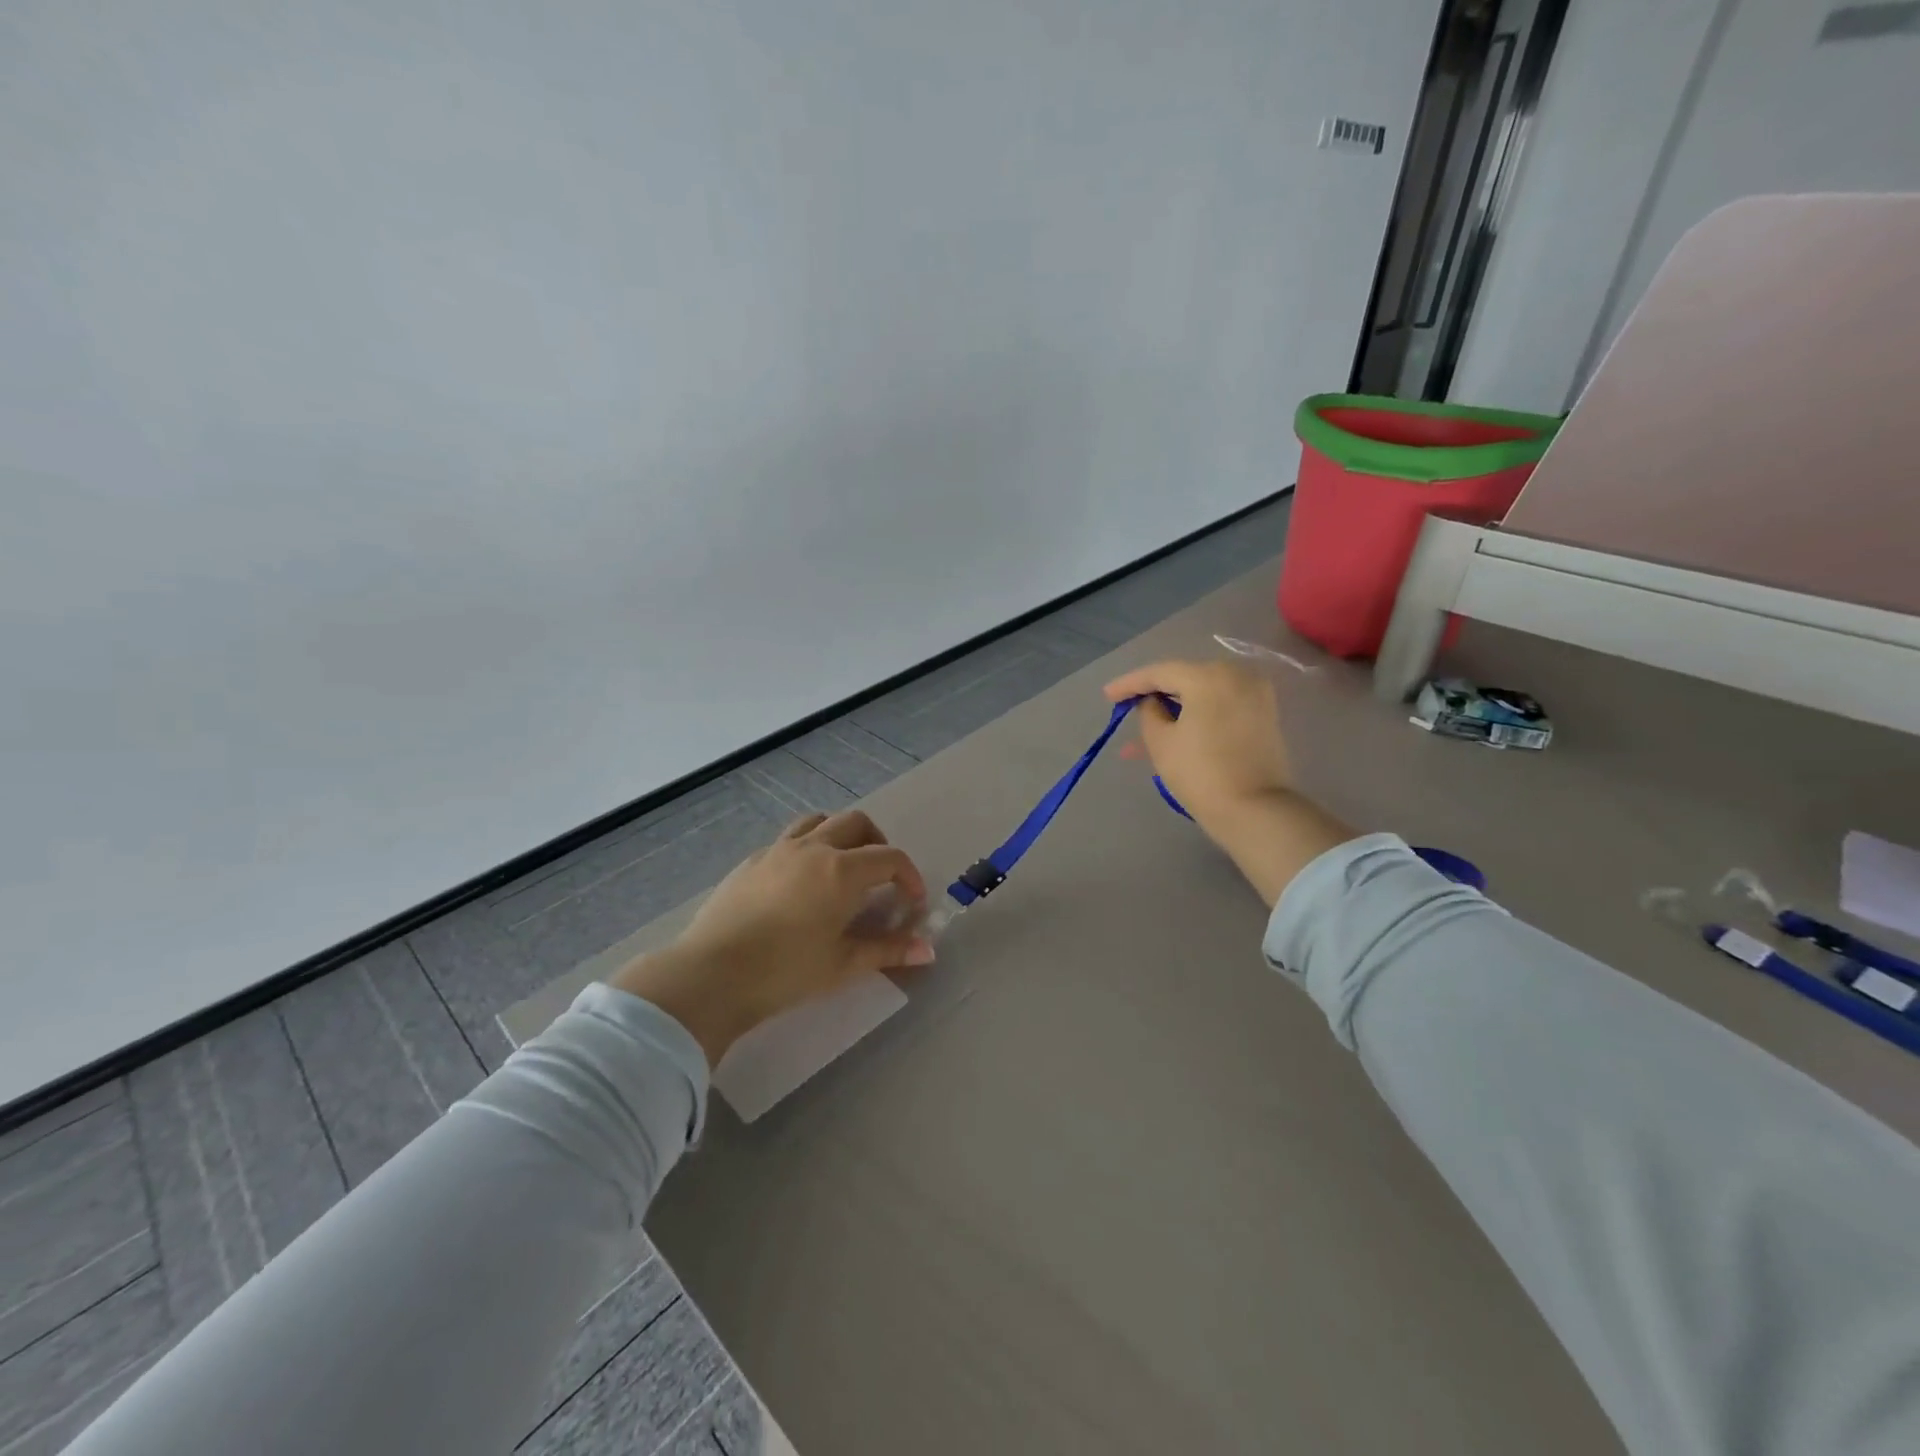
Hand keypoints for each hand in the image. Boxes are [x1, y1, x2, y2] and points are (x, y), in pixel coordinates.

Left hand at [611, 810, 933, 1064]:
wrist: (711, 974)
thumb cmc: (785, 971)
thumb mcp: (843, 964)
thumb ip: (888, 950)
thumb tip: (928, 950)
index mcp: (842, 871)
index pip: (890, 858)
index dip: (910, 876)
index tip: (913, 901)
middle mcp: (813, 849)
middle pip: (856, 823)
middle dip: (878, 842)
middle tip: (881, 876)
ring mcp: (778, 850)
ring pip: (819, 820)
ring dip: (840, 834)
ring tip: (842, 865)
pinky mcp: (751, 861)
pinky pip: (789, 839)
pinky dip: (808, 847)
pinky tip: (800, 882)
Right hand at [1104, 660, 1292, 824]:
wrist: (1255, 810)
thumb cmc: (1200, 774)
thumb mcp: (1161, 742)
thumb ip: (1148, 712)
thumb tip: (1153, 702)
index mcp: (1209, 676)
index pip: (1160, 672)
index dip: (1130, 684)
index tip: (1107, 696)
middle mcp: (1237, 674)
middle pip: (1185, 677)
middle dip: (1155, 694)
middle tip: (1128, 708)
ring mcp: (1256, 693)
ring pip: (1204, 692)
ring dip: (1176, 706)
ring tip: (1149, 727)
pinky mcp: (1265, 713)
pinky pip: (1222, 704)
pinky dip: (1199, 713)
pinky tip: (1177, 729)